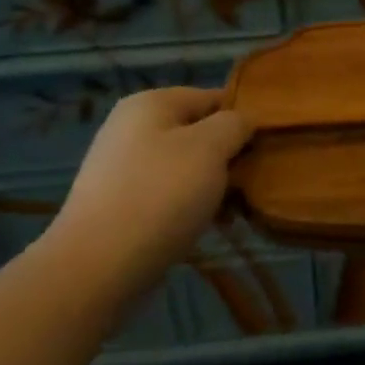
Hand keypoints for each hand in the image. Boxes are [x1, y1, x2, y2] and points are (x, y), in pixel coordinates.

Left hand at [48, 88, 250, 285]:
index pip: (213, 97)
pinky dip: (191, 207)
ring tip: (235, 211)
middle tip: (255, 183)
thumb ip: (234, 124)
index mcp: (151, 103)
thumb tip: (243, 121)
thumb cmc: (160, 195)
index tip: (267, 147)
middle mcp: (132, 128)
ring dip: (214, 186)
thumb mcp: (210, 148)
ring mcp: (123, 168)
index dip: (243, 118)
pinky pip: (168, 195)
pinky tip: (210, 227)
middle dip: (230, 157)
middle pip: (199, 133)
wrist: (97, 267)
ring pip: (186, 167)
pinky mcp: (121, 205)